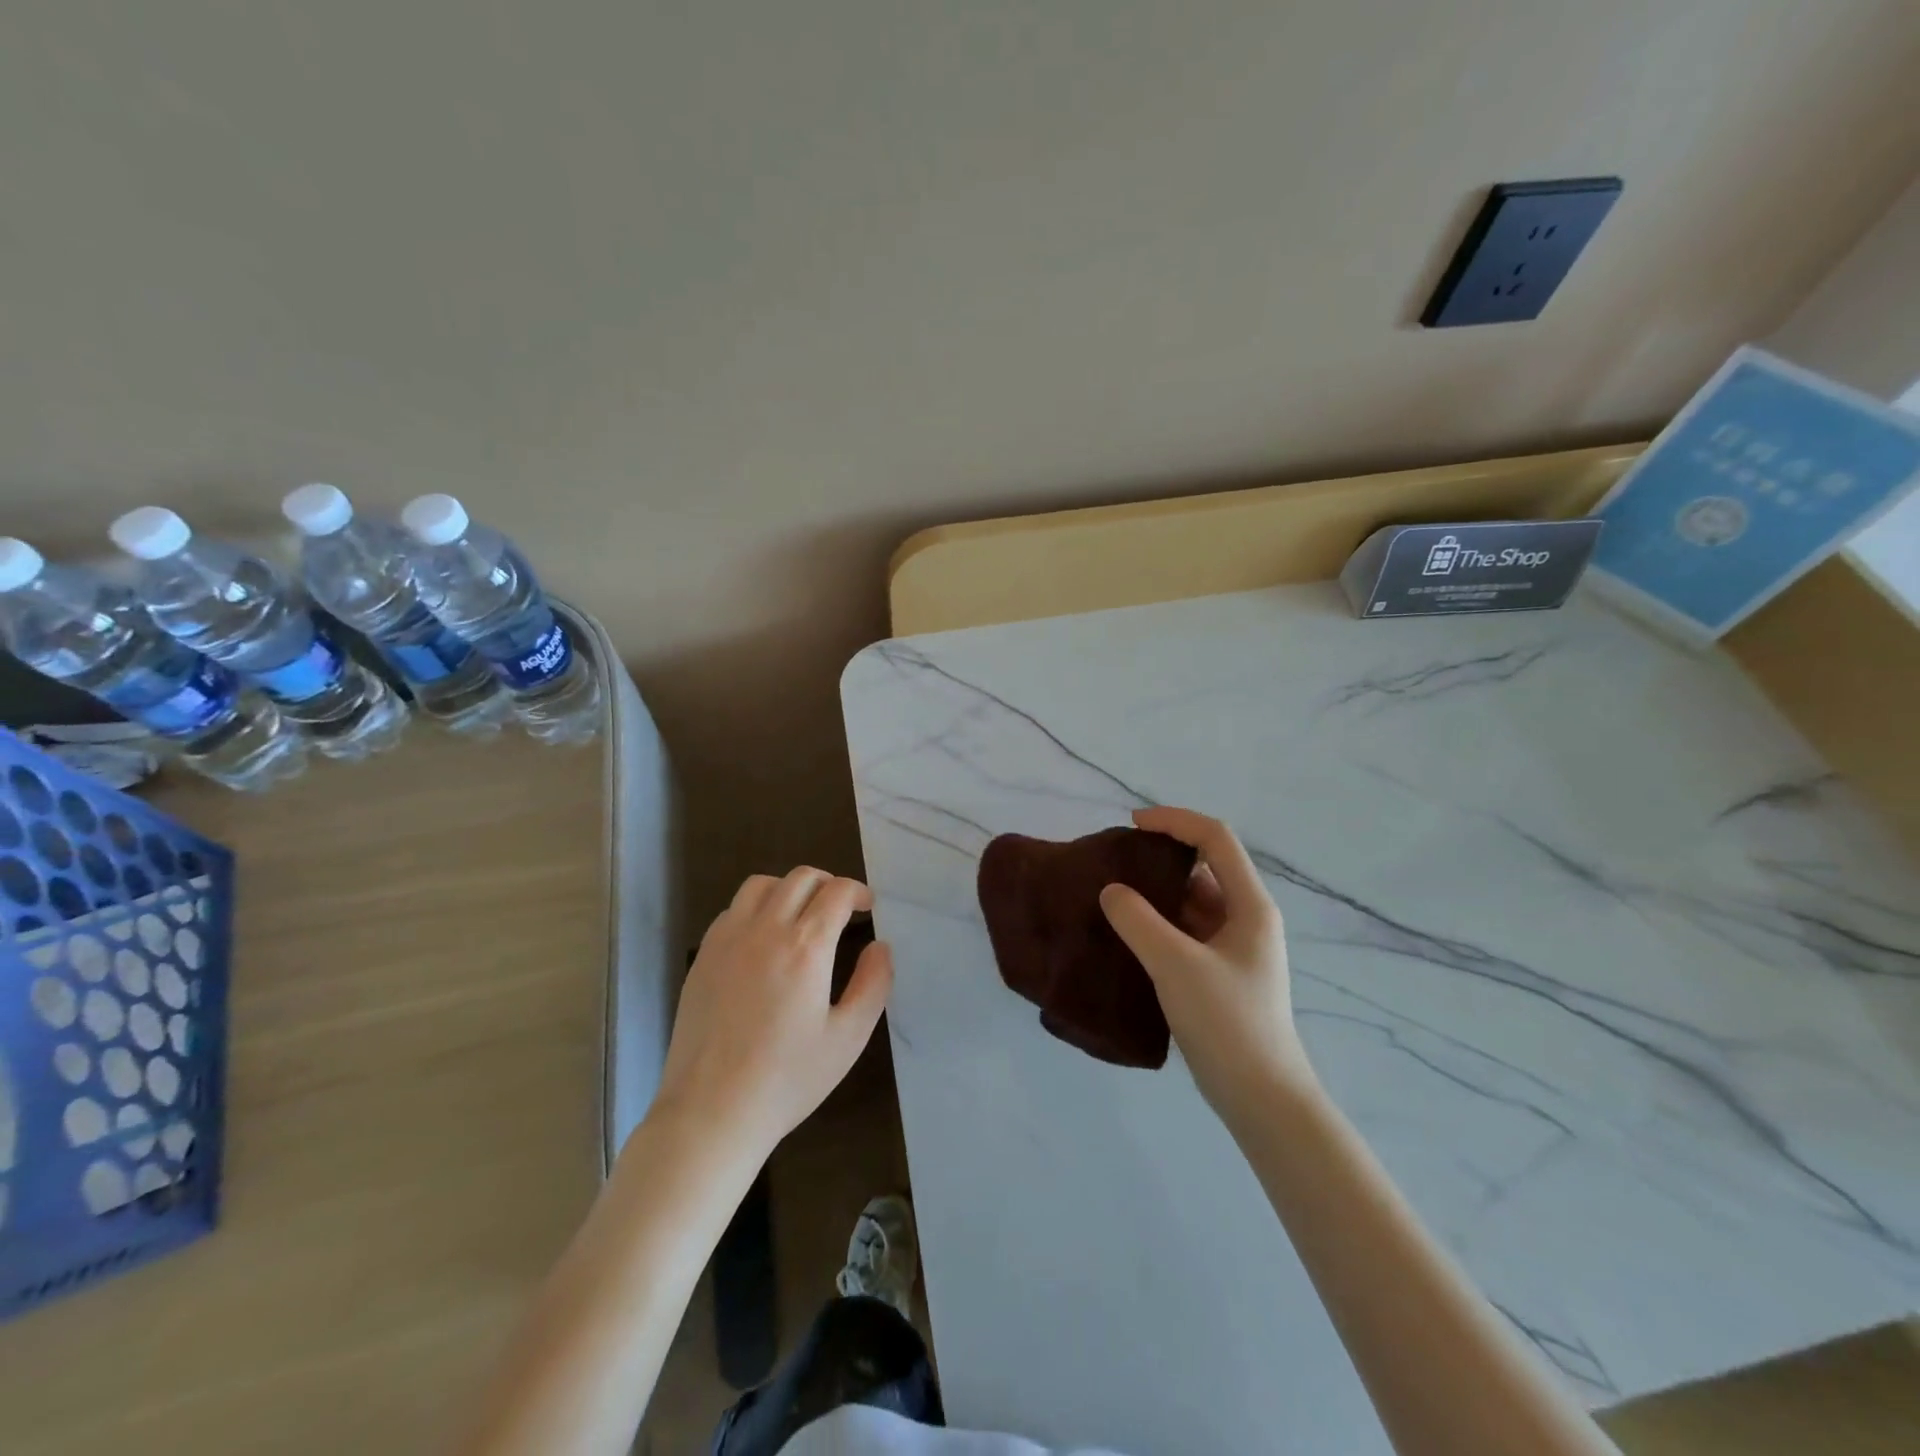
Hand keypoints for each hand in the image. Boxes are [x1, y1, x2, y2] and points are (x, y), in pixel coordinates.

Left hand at [654, 868, 892, 1156]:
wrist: (712, 1112)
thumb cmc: (788, 1079)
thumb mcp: (848, 1038)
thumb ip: (873, 984)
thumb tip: (881, 947)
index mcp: (806, 946)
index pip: (837, 891)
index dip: (858, 892)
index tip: (867, 907)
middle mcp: (765, 929)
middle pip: (800, 878)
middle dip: (828, 884)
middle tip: (840, 909)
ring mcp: (728, 940)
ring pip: (761, 884)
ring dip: (789, 889)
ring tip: (800, 915)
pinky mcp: (703, 956)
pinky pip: (732, 910)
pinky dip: (755, 909)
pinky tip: (762, 940)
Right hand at [1099, 807, 1314, 1119]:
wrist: (1261, 1097)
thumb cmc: (1227, 1022)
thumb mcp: (1175, 965)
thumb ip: (1138, 921)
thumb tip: (1110, 891)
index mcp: (1250, 905)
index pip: (1215, 839)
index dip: (1174, 821)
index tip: (1132, 825)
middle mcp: (1246, 918)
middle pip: (1204, 866)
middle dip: (1161, 855)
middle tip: (1116, 862)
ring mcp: (1234, 947)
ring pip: (1193, 901)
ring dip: (1157, 892)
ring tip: (1114, 896)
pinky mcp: (1220, 973)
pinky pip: (1186, 931)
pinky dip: (1159, 923)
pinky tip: (1128, 934)